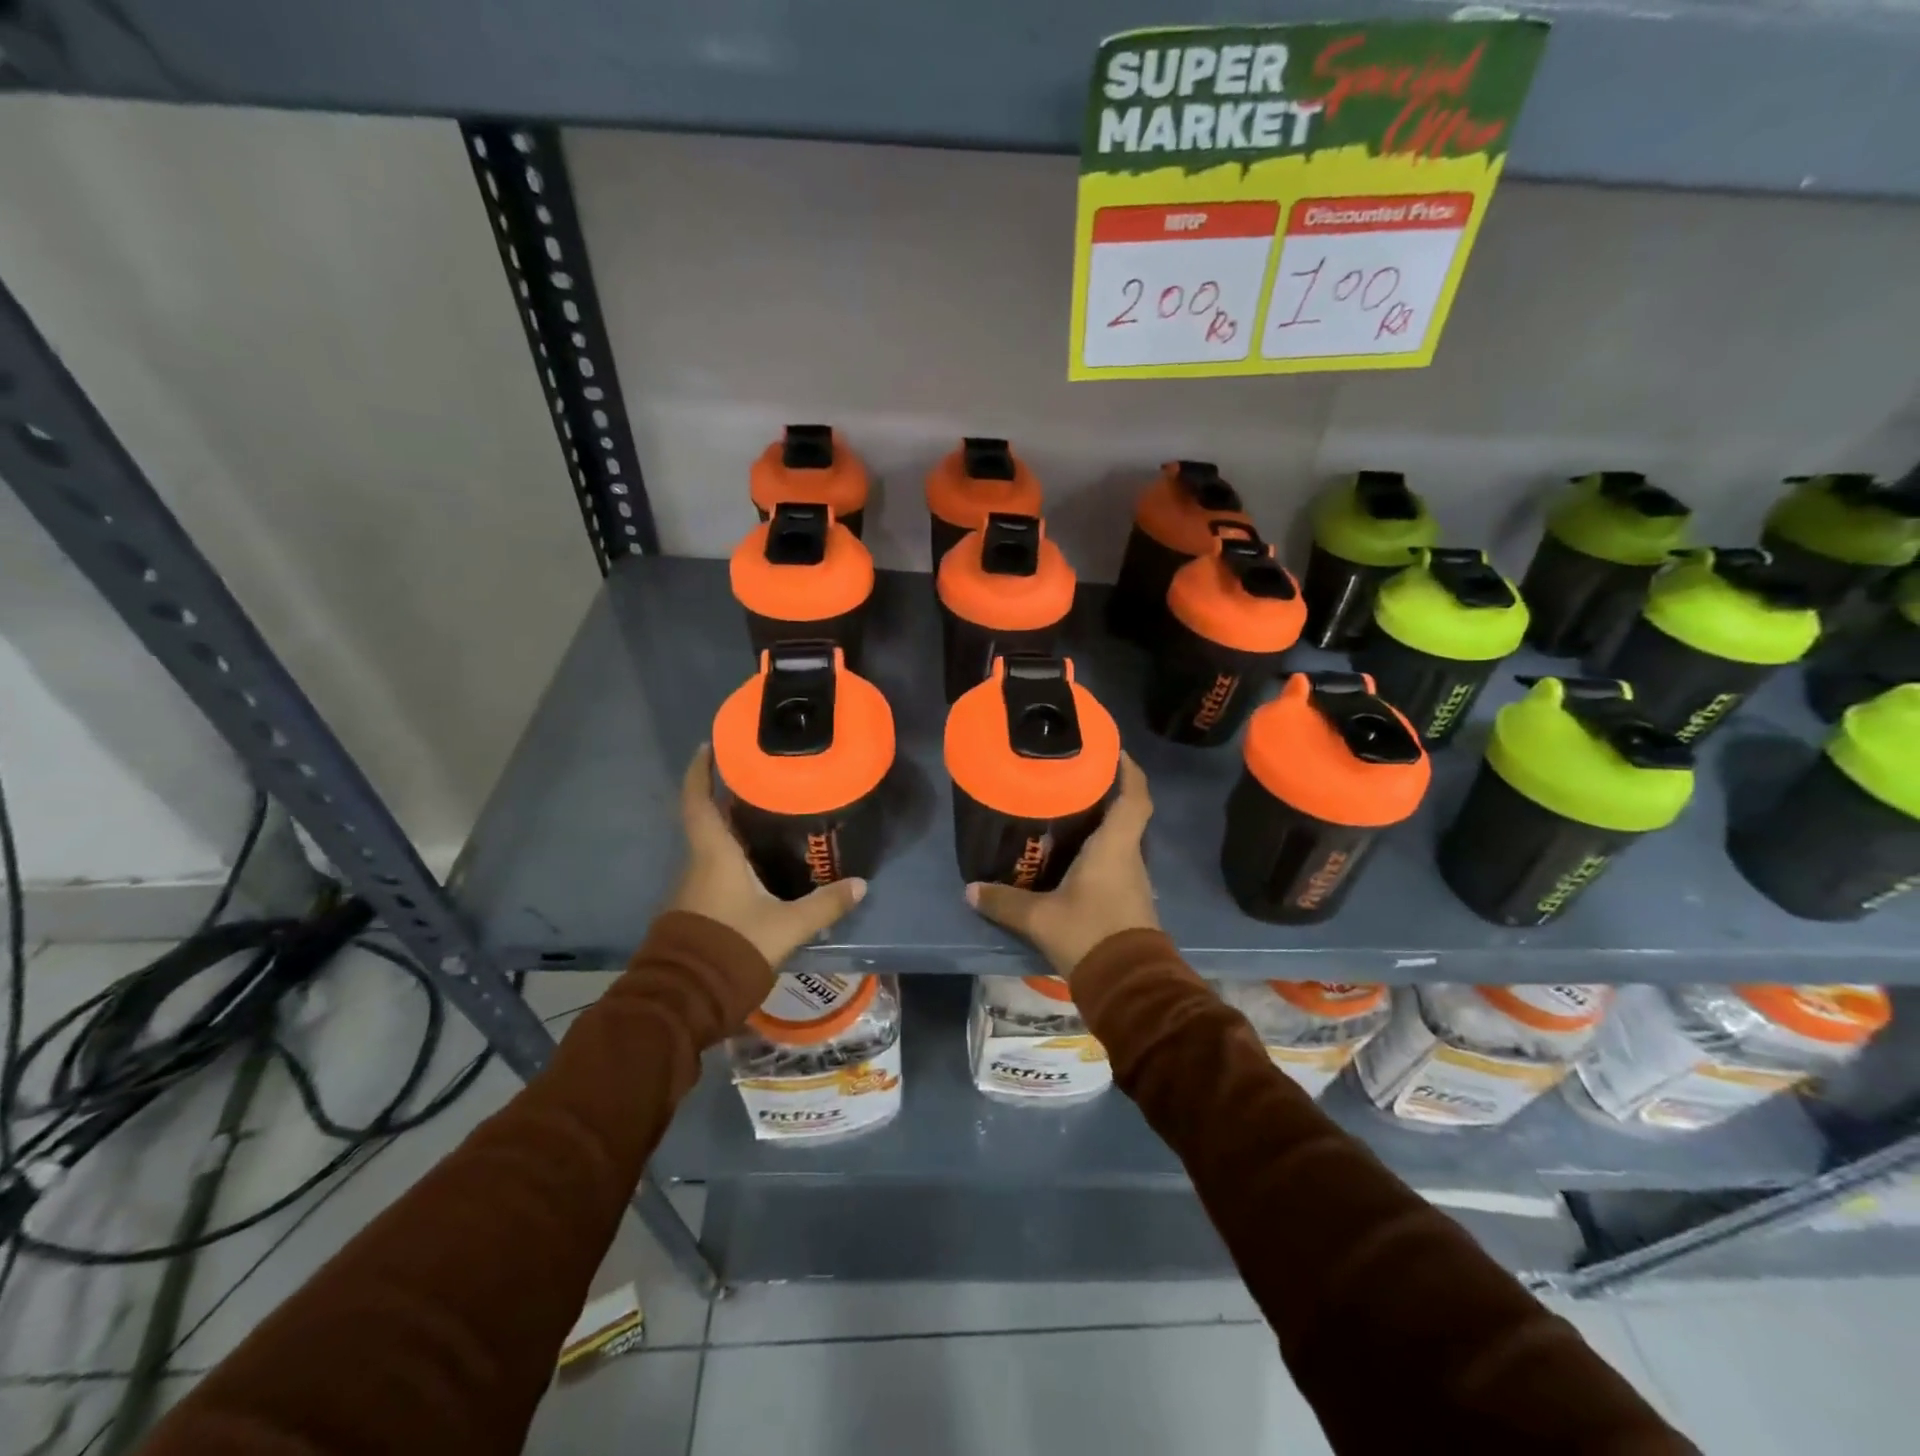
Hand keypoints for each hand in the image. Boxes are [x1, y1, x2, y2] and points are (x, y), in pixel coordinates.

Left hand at [668, 745, 866, 968]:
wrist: (685, 998)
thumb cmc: (732, 947)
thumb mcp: (786, 926)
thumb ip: (824, 905)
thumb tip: (860, 884)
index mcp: (714, 854)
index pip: (698, 801)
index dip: (700, 771)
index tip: (709, 745)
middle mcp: (698, 863)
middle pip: (709, 820)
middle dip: (730, 798)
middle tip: (764, 781)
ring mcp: (693, 888)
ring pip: (713, 846)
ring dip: (733, 829)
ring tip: (769, 818)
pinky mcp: (696, 908)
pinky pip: (715, 869)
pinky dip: (734, 856)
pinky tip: (760, 865)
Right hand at [965, 753, 1158, 977]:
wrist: (1128, 985)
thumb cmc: (1089, 934)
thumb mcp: (1039, 918)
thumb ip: (1004, 901)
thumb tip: (970, 890)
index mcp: (1115, 846)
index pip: (1135, 796)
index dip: (1128, 769)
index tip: (1111, 750)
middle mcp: (1130, 856)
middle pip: (1127, 813)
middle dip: (1105, 793)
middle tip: (1071, 779)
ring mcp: (1133, 879)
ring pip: (1121, 838)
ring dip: (1101, 823)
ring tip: (1065, 812)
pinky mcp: (1129, 899)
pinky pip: (1115, 861)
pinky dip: (1098, 851)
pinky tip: (1071, 856)